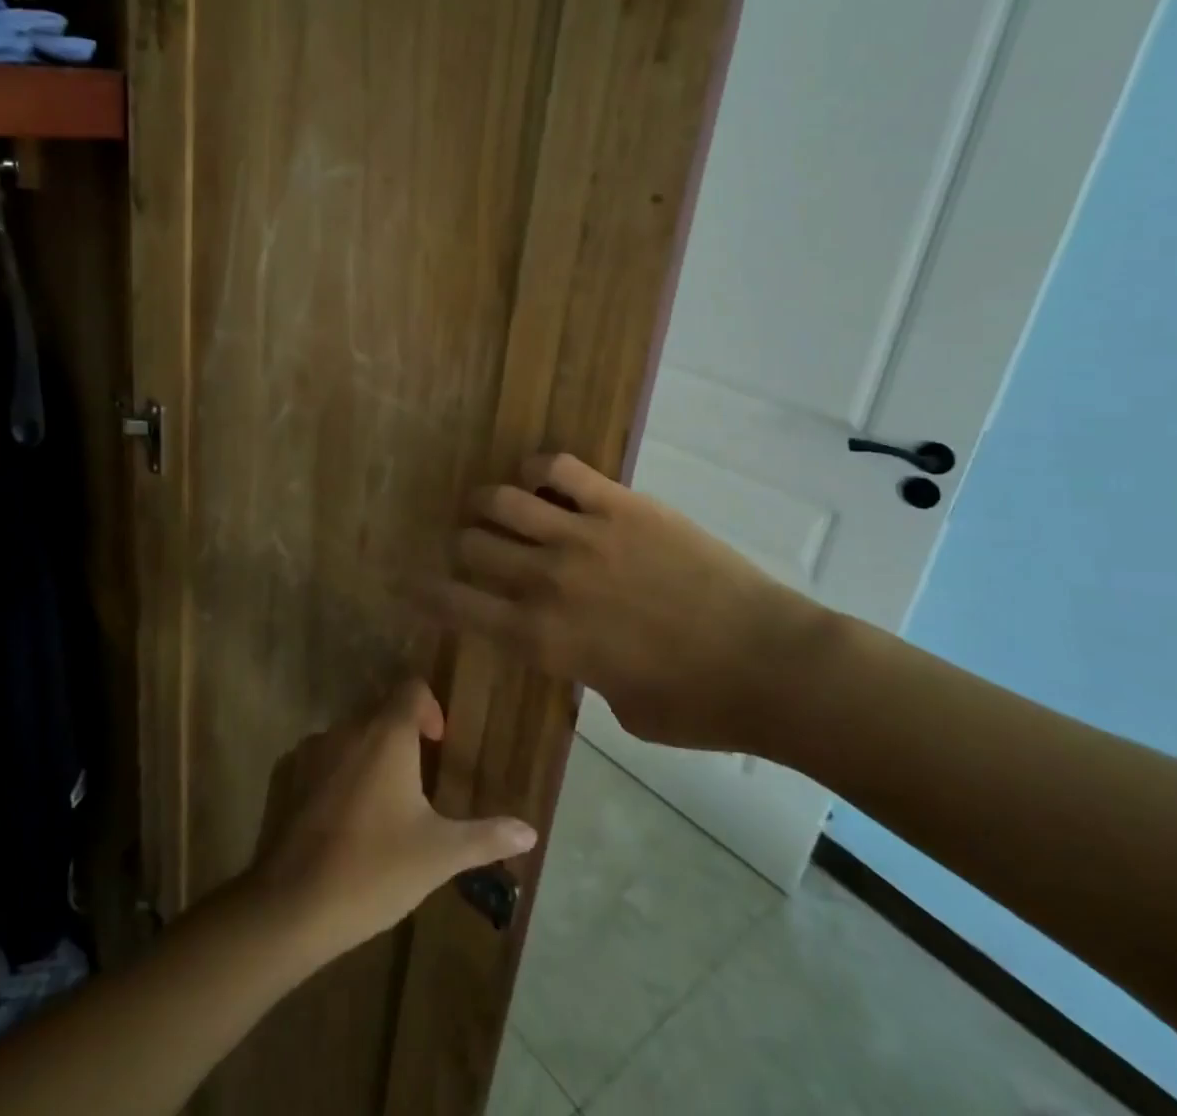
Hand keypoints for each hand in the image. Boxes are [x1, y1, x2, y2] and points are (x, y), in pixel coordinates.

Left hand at [247, 682, 536, 964]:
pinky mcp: (287, 774)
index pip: (411, 688)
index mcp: (387, 734)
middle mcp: (348, 728)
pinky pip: (322, 757)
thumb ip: (485, 837)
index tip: (438, 745)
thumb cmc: (375, 869)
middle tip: (418, 777)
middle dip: (402, 733)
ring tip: (384, 800)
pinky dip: (339, 771)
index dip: (430, 708)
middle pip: (381, 709)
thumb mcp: (439, 855)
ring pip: (350, 733)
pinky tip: (345, 817)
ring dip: (370, 752)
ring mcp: (312, 749)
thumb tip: (530, 831)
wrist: (293, 904)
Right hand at [427, 453, 835, 752]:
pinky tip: (541, 479)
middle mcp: (546, 581)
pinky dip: (539, 469)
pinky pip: (559, 469)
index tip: (407, 582)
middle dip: (460, 545)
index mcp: (541, 640)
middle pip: (470, 544)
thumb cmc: (695, 706)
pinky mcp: (619, 504)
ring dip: (487, 502)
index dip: (425, 592)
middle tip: (469, 545)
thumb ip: (576, 668)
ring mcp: (582, 535)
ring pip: (501, 500)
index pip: (458, 606)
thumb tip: (569, 641)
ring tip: (492, 505)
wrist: (769, 664)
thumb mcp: (616, 707)